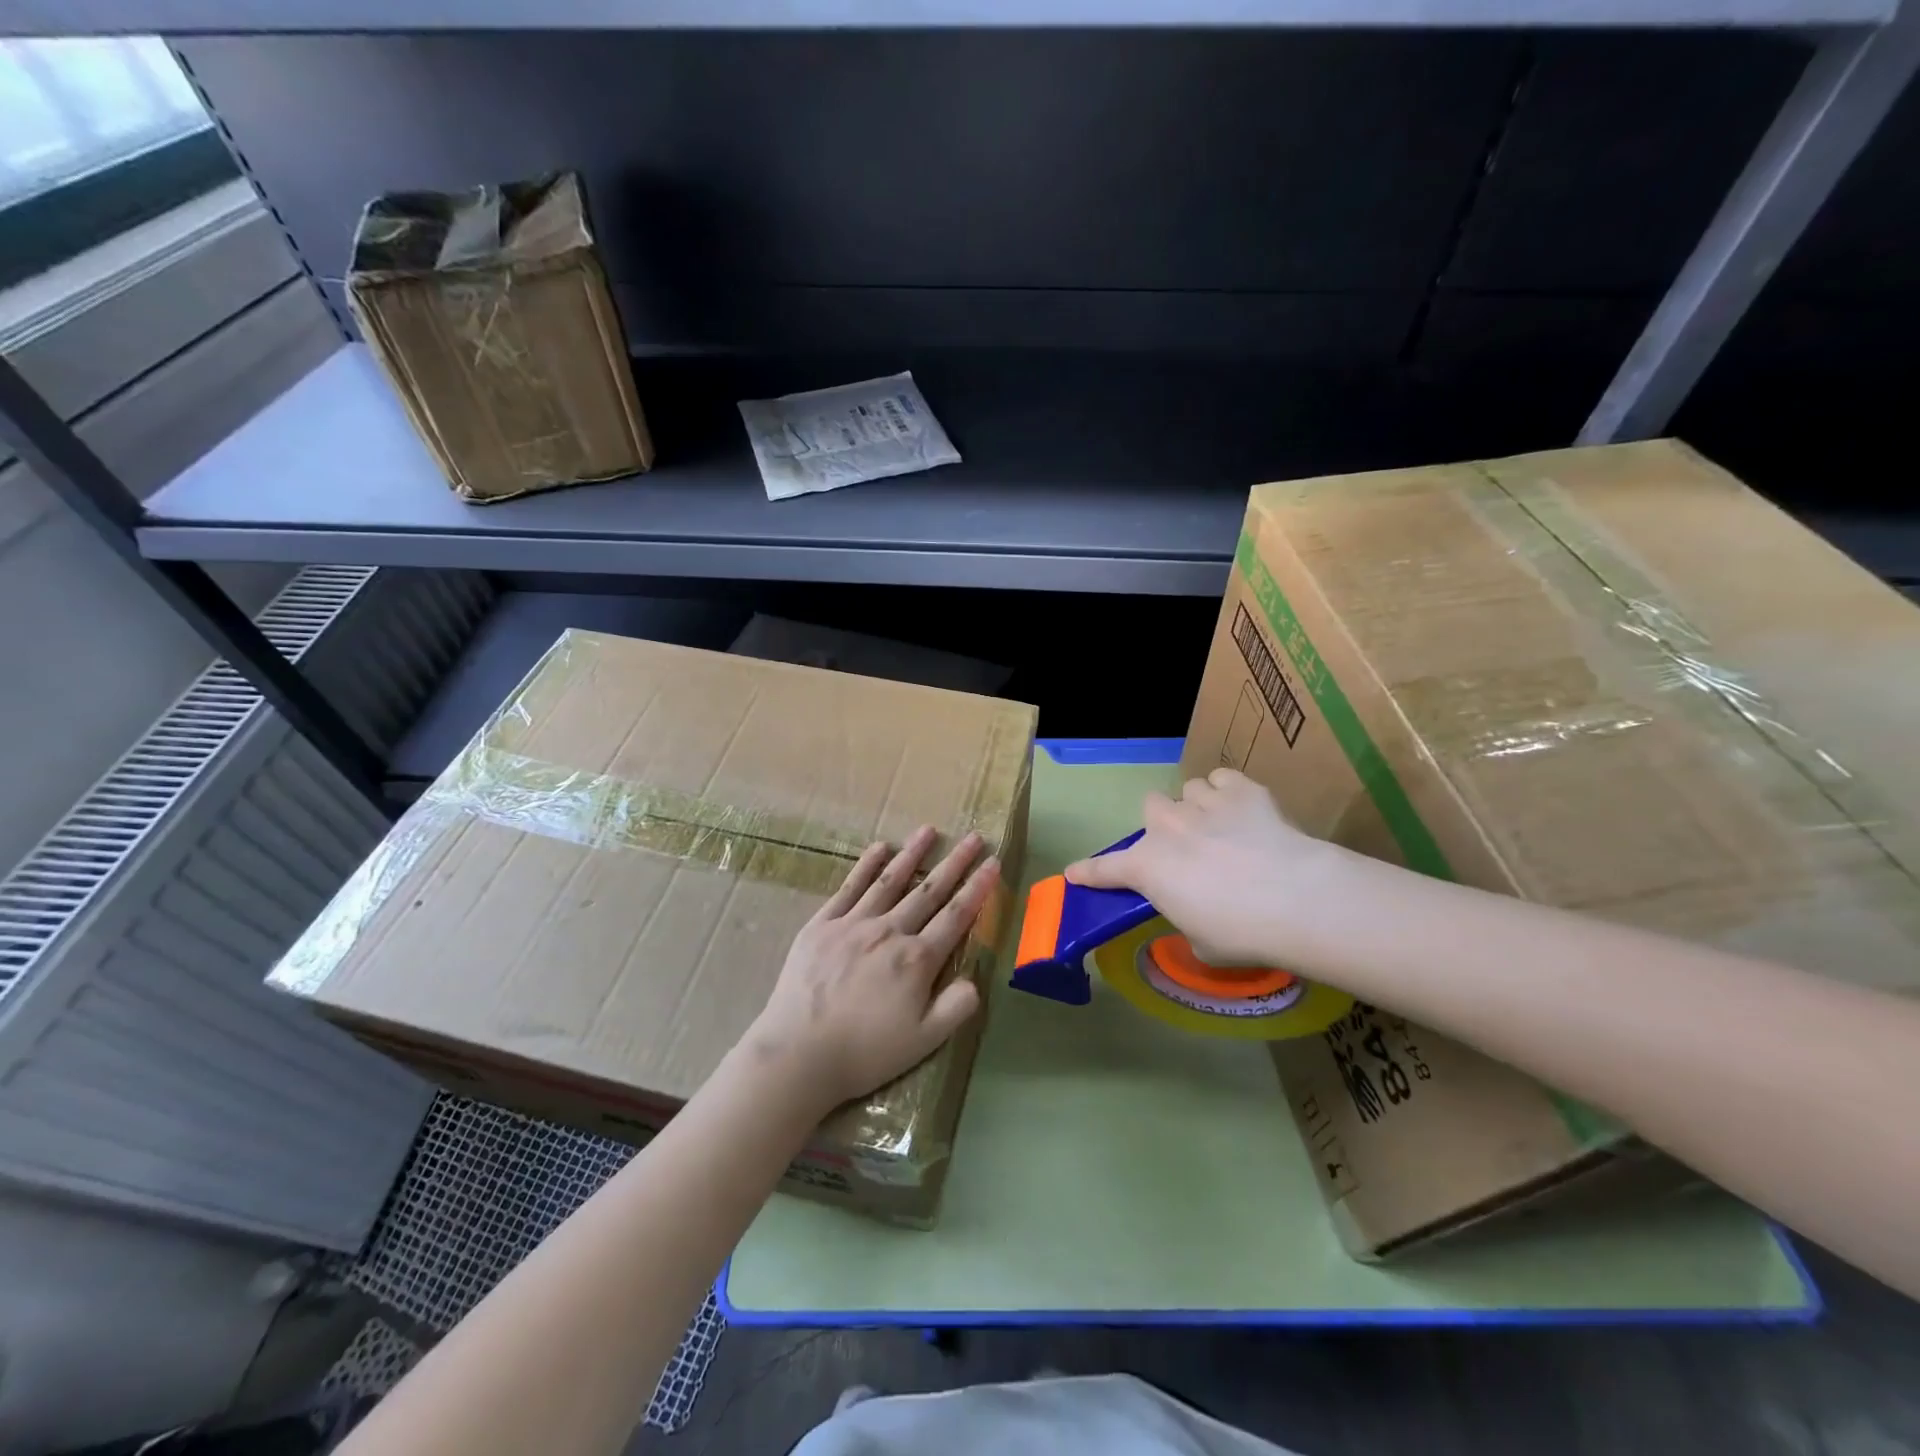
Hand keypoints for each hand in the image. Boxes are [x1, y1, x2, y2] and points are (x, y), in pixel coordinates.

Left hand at [746, 826, 997, 1112]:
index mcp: (917, 959)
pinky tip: (879, 848)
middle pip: (929, 891)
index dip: (977, 888)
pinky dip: (866, 866)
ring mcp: (854, 924)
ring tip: (929, 830)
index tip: (993, 863)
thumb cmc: (865, 1052)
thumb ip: (955, 1008)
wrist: (799, 1053)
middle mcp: (890, 931)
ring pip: (890, 881)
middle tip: (973, 837)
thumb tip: (974, 980)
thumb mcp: (924, 1042)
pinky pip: (849, 888)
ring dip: (912, 854)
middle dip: (955, 863)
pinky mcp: (822, 925)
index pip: (956, 916)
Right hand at [1064, 768, 1343, 967]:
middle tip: (1186, 846)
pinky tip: (1245, 811)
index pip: (1104, 870)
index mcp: (1147, 868)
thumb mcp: (1201, 940)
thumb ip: (1187, 917)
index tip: (1074, 873)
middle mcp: (1166, 827)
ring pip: (1188, 790)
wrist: (1295, 898)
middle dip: (1164, 824)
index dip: (1088, 872)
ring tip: (1223, 827)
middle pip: (1150, 808)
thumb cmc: (1239, 932)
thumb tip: (1198, 912)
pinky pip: (1223, 779)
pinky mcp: (1241, 788)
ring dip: (1198, 807)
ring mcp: (1202, 802)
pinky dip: (1229, 792)